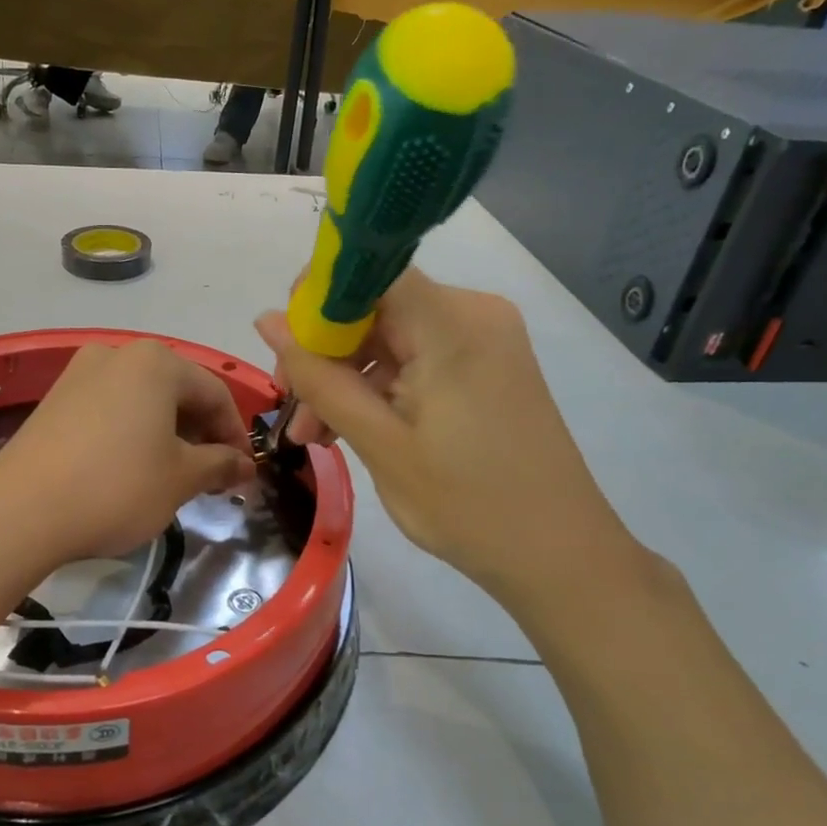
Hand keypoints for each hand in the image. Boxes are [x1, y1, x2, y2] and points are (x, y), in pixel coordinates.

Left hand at [0, 340, 254, 564]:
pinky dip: (133, 432)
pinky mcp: (55, 399)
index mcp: (156, 362)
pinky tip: (132, 467)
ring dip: (168, 434)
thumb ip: (221, 465)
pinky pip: (111, 408)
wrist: (21, 510)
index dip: (235, 434)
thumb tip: (245, 465)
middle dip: (201, 433)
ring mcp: (80, 373)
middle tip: (212, 476)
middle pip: (177, 391)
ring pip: (143, 400)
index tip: (243, 471)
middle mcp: (118, 354)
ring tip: (174, 475)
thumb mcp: (181, 479)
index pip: (214, 393)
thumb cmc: (117, 487)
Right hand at [256, 268, 641, 620]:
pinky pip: (417, 358)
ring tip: (317, 436)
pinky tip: (355, 429)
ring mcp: (484, 340)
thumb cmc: (466, 505)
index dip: (318, 297)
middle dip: (326, 354)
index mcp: (452, 324)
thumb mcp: (379, 443)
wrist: (558, 555)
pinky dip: (381, 388)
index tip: (285, 348)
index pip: (370, 270)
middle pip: (376, 308)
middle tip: (294, 413)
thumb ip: (320, 378)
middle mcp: (473, 314)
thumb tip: (268, 320)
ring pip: (391, 338)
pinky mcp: (487, 366)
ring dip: (348, 378)